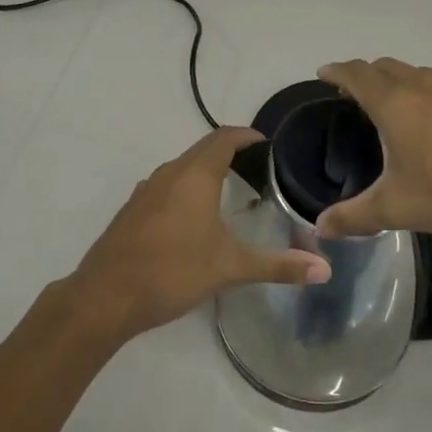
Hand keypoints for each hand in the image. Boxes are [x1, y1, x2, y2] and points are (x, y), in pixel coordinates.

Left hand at [65, 127, 331, 344]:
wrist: (106, 296)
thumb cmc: (173, 271)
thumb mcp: (230, 267)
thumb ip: (278, 266)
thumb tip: (325, 268)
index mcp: (195, 174)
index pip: (224, 138)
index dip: (246, 135)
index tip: (266, 142)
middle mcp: (169, 173)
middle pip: (202, 149)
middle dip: (229, 152)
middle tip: (257, 168)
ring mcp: (146, 190)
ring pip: (182, 168)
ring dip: (205, 170)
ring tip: (230, 189)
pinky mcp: (132, 210)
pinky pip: (166, 185)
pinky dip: (186, 188)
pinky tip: (193, 217)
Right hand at [312, 59, 431, 258]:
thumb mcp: (399, 209)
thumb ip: (354, 216)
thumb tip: (320, 227)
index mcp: (396, 103)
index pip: (357, 73)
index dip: (336, 71)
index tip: (323, 74)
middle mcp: (424, 86)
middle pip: (385, 67)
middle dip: (364, 74)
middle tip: (352, 95)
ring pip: (417, 73)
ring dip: (397, 81)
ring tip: (392, 106)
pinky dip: (426, 93)